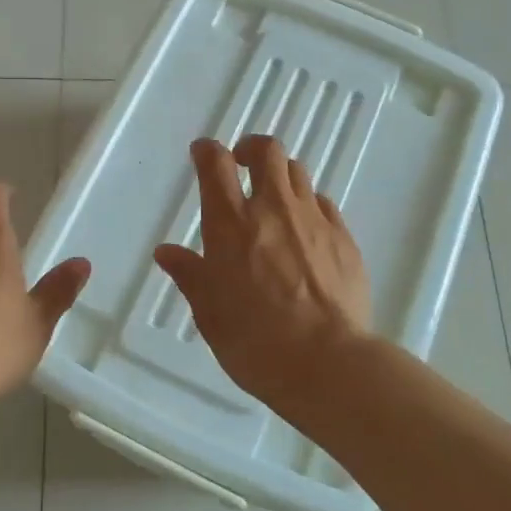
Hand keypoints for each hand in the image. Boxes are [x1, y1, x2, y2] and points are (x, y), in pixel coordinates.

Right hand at [154, 136, 370, 414]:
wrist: (326, 362)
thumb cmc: (254, 340)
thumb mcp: (209, 311)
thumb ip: (189, 274)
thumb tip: (166, 252)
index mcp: (231, 223)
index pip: (216, 164)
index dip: (207, 151)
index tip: (203, 153)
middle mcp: (272, 208)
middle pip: (267, 152)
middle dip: (252, 148)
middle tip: (243, 164)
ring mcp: (313, 220)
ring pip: (298, 172)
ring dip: (281, 175)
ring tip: (274, 197)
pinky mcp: (344, 238)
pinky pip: (323, 204)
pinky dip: (308, 205)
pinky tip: (305, 230)